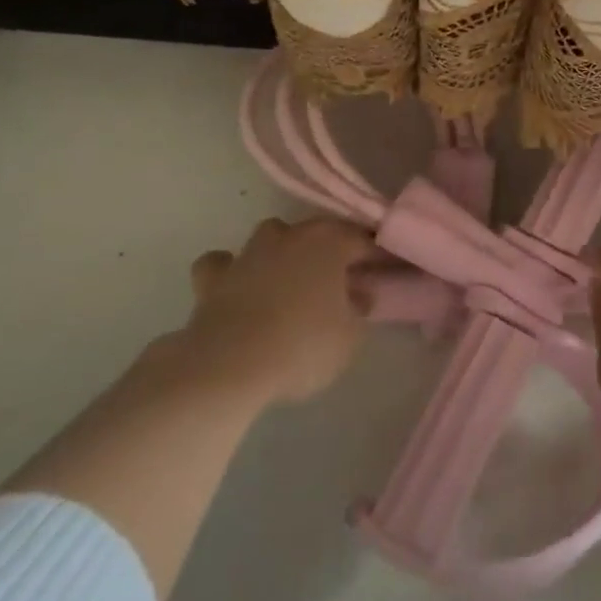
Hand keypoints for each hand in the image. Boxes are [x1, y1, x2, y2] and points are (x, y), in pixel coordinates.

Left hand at [168, 216, 373, 407]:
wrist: (229, 366)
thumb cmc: (302, 346)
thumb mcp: (349, 338)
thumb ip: (358, 310)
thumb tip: (358, 295)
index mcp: (329, 242)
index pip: (363, 241)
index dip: (377, 256)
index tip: (387, 271)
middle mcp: (290, 235)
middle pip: (317, 234)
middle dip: (330, 252)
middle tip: (340, 280)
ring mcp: (249, 252)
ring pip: (271, 237)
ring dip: (282, 252)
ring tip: (289, 280)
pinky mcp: (213, 277)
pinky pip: (223, 264)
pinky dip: (230, 270)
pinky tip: (237, 286)